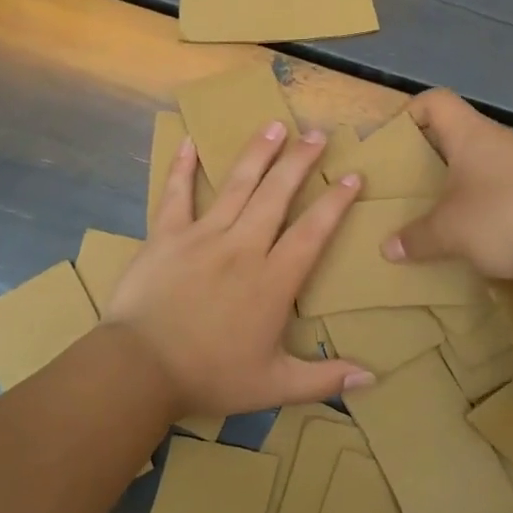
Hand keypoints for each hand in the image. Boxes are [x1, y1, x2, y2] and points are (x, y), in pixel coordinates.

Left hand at [106, 122, 374, 417]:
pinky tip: (190, 142)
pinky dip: (182, 168)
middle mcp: (243, 247)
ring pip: (236, 185)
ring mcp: (202, 236)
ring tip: (274, 125)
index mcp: (273, 280)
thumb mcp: (274, 386)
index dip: (335, 203)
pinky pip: (175, 195)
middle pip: (277, 194)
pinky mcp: (165, 236)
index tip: (352, 177)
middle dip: (300, 161)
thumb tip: (372, 380)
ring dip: (257, 153)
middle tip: (316, 133)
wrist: (140, 369)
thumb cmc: (210, 376)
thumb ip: (324, 379)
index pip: (313, 232)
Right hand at [382, 89, 512, 278]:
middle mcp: (499, 139)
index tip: (394, 142)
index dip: (411, 112)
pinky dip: (486, 200)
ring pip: (482, 161)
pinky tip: (480, 229)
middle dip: (431, 156)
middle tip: (411, 183)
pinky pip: (504, 185)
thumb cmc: (503, 218)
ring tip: (442, 210)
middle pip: (457, 133)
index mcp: (470, 135)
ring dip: (460, 181)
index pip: (436, 101)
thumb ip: (416, 238)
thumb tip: (388, 248)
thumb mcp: (449, 232)